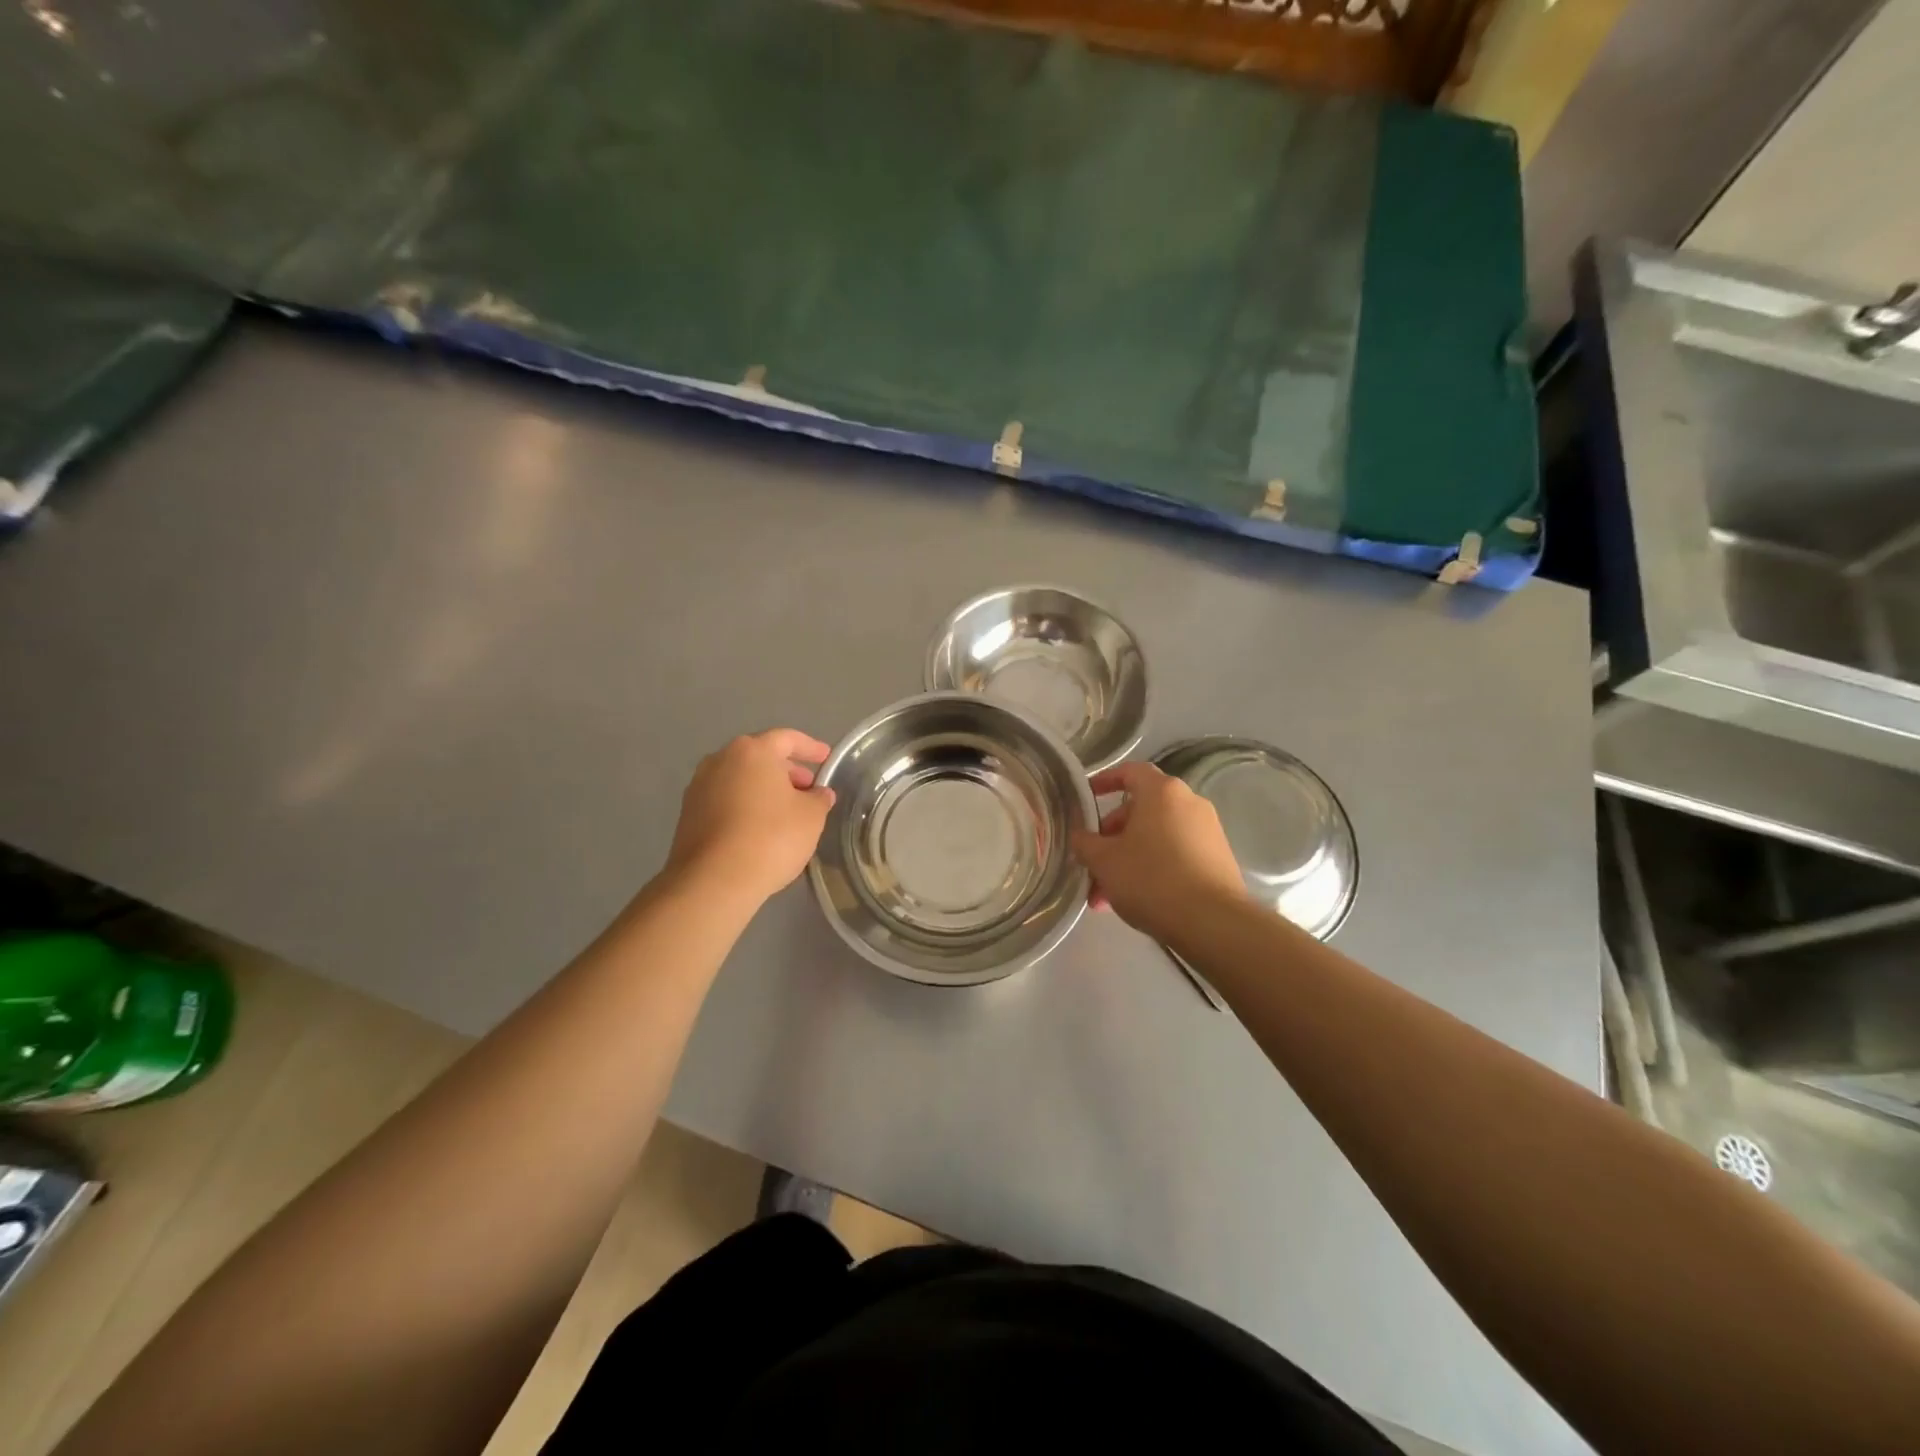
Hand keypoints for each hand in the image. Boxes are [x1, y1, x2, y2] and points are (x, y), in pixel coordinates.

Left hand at [666, 729, 835, 908]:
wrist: (713, 881)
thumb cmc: (771, 837)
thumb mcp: (811, 817)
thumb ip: (819, 798)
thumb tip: (819, 793)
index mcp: (752, 751)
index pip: (787, 739)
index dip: (811, 748)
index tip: (827, 758)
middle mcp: (720, 760)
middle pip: (760, 757)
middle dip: (787, 770)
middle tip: (808, 788)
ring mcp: (699, 787)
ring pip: (740, 779)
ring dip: (764, 789)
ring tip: (786, 811)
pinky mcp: (688, 815)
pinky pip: (725, 800)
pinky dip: (745, 806)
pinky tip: (760, 828)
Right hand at [1069, 761, 1246, 943]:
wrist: (1213, 923)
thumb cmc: (1151, 879)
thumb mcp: (1104, 861)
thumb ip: (1085, 843)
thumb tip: (1080, 836)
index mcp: (1162, 792)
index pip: (1130, 771)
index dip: (1105, 781)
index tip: (1087, 796)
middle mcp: (1189, 803)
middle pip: (1141, 810)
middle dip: (1112, 838)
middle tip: (1092, 866)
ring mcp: (1208, 831)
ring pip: (1156, 837)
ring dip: (1128, 859)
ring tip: (1107, 898)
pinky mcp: (1218, 859)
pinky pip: (1176, 854)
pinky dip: (1153, 868)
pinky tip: (1137, 901)